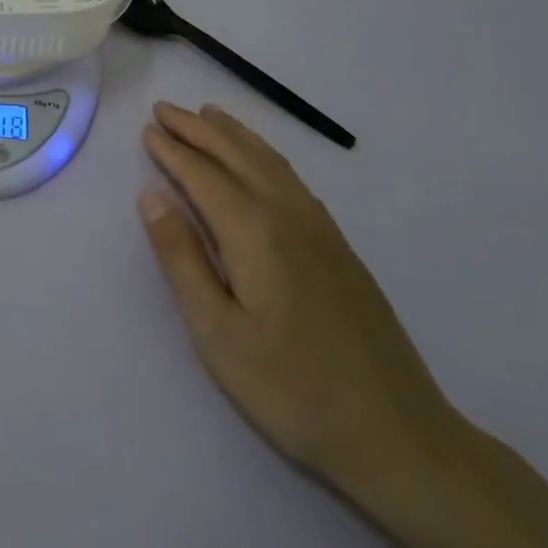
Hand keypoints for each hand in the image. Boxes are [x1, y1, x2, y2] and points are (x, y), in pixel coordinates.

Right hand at [137, 101, 463, 495]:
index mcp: (254, 232)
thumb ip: (182, 258)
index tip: (147, 129)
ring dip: (233, 135)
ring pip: (269, 162)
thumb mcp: (217, 332)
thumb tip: (151, 196)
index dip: (172, 150)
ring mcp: (320, 229)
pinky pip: (291, 179)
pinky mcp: (340, 247)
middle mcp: (288, 215)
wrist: (399, 437)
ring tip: (208, 116)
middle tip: (165, 109)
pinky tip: (260, 162)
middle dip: (197, 129)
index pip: (202, 175)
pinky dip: (265, 155)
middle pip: (237, 156)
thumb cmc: (292, 389)